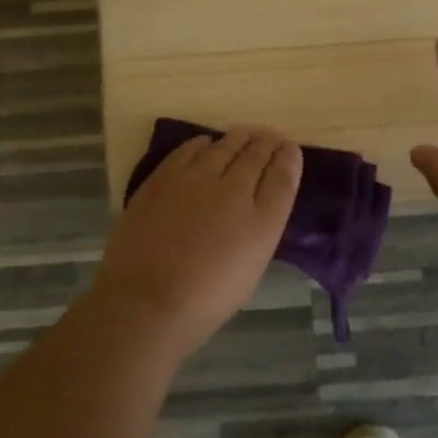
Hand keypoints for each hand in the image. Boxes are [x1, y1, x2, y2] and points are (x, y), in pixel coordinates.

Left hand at [88, 127, 302, 361]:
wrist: (147, 302)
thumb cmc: (205, 298)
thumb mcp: (250, 269)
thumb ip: (260, 229)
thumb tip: (259, 203)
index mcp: (262, 221)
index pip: (282, 177)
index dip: (288, 158)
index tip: (290, 148)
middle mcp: (233, 191)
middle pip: (255, 154)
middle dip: (266, 142)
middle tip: (269, 135)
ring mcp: (195, 180)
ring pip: (223, 146)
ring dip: (237, 138)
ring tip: (242, 135)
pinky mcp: (163, 178)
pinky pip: (189, 149)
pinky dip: (202, 143)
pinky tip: (205, 143)